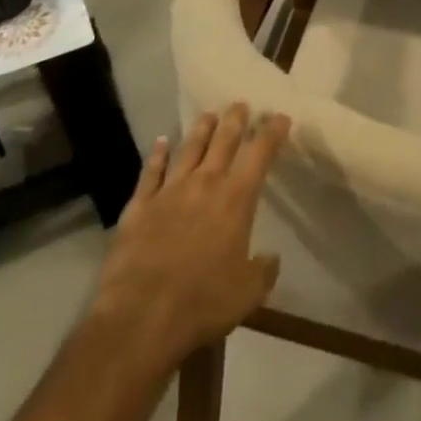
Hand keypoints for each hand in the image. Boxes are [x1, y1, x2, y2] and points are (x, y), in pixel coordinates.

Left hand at [92, 104, 289, 365]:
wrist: (141, 316)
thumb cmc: (202, 303)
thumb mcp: (247, 294)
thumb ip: (263, 271)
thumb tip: (270, 258)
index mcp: (236, 199)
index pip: (260, 154)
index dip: (272, 132)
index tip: (281, 117)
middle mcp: (205, 183)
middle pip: (223, 140)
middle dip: (235, 119)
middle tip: (240, 104)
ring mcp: (170, 191)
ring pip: (189, 148)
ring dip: (201, 129)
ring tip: (208, 114)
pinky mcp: (140, 205)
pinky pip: (151, 172)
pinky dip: (157, 154)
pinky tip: (160, 142)